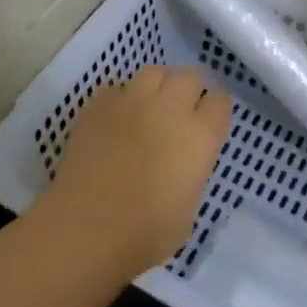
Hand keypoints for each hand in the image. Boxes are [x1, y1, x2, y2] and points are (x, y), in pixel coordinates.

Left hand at [32, 65, 233, 275]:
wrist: (87, 228)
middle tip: (181, 113)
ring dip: (158, 86)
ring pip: (153, 72)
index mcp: (200, 135)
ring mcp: (131, 101)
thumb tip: (181, 164)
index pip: (220, 101)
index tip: (208, 123)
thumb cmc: (146, 233)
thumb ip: (191, 173)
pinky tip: (117, 119)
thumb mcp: (189, 209)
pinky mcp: (98, 105)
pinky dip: (122, 98)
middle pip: (189, 76)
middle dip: (189, 90)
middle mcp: (170, 108)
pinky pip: (117, 87)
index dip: (215, 110)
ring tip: (150, 107)